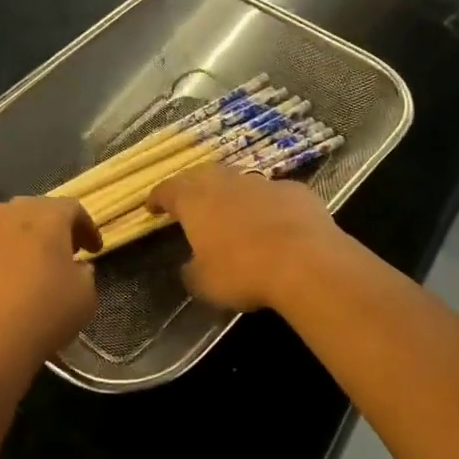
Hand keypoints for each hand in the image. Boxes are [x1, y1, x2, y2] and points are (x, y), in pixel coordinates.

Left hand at [0, 197, 100, 374]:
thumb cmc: (42, 314)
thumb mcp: (84, 298)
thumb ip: (84, 275)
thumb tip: (75, 269)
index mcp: (46, 216)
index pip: (72, 209)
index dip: (87, 228)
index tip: (94, 250)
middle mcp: (7, 214)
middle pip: (34, 211)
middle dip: (51, 229)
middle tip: (62, 254)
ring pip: (2, 228)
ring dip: (19, 243)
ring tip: (27, 270)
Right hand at [148, 164, 344, 312]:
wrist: (306, 262)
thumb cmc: (243, 272)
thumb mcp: (204, 283)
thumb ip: (191, 271)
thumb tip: (190, 266)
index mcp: (195, 201)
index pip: (167, 190)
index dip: (157, 198)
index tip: (152, 207)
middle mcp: (226, 183)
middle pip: (202, 175)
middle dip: (193, 187)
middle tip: (190, 203)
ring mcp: (263, 183)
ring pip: (239, 181)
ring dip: (232, 194)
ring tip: (232, 213)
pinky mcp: (295, 191)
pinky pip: (273, 195)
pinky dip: (267, 205)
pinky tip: (274, 223)